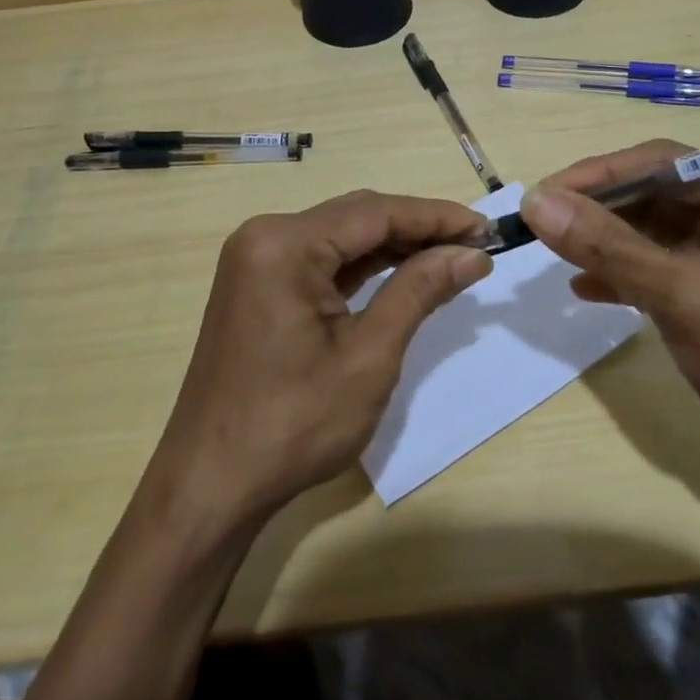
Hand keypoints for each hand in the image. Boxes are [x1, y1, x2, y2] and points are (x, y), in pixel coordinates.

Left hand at [145, 190, 492, 524]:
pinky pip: (321, 261)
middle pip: (357, 217)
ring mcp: (257, 261)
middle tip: (474, 248)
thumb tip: (472, 255)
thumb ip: (419, 291)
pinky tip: (404, 274)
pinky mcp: (259, 286)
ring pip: (341, 237)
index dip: (437, 218)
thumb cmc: (293, 424)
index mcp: (284, 244)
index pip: (376, 213)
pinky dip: (364, 267)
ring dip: (394, 247)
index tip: (487, 230)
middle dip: (418, 229)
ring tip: (450, 259)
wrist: (212, 486)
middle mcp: (265, 237)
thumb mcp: (368, 356)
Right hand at [522, 142, 699, 492]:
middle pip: (653, 195)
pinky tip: (583, 289)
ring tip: (552, 251)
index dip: (599, 174)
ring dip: (603, 243)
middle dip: (597, 210)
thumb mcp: (684, 294)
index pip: (662, 164)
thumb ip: (608, 246)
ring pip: (649, 233)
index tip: (543, 193)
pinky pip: (656, 270)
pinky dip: (620, 276)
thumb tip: (536, 202)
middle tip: (539, 222)